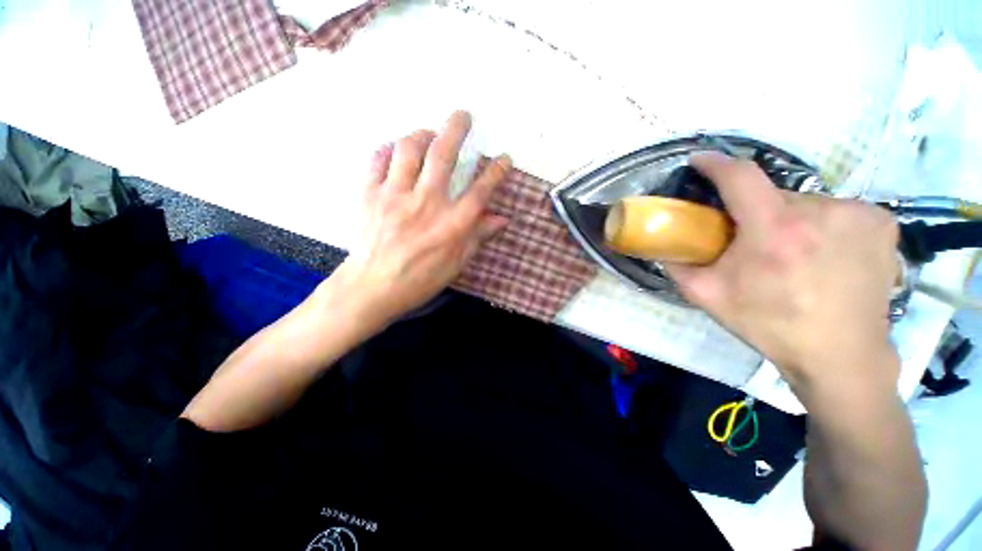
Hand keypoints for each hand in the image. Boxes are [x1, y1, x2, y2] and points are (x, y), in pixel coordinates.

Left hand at [327, 111, 511, 325]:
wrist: (372, 287)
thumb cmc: (419, 280)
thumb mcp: (456, 264)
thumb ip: (477, 237)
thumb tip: (500, 219)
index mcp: (451, 224)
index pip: (481, 191)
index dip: (496, 172)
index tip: (504, 159)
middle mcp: (427, 203)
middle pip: (443, 155)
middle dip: (457, 129)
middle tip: (463, 115)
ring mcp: (395, 195)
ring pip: (409, 149)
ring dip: (422, 134)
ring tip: (429, 133)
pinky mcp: (370, 194)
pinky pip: (378, 160)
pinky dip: (388, 150)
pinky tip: (395, 151)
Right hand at [664, 152, 900, 399]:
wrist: (841, 355)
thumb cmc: (770, 325)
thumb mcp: (708, 296)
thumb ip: (678, 266)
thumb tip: (663, 243)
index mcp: (775, 232)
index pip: (741, 177)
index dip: (717, 164)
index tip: (700, 161)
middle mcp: (822, 212)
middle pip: (773, 195)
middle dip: (755, 211)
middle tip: (750, 239)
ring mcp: (859, 213)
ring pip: (806, 203)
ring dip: (789, 219)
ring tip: (791, 252)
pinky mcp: (883, 221)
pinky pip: (838, 210)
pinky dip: (822, 224)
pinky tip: (824, 252)